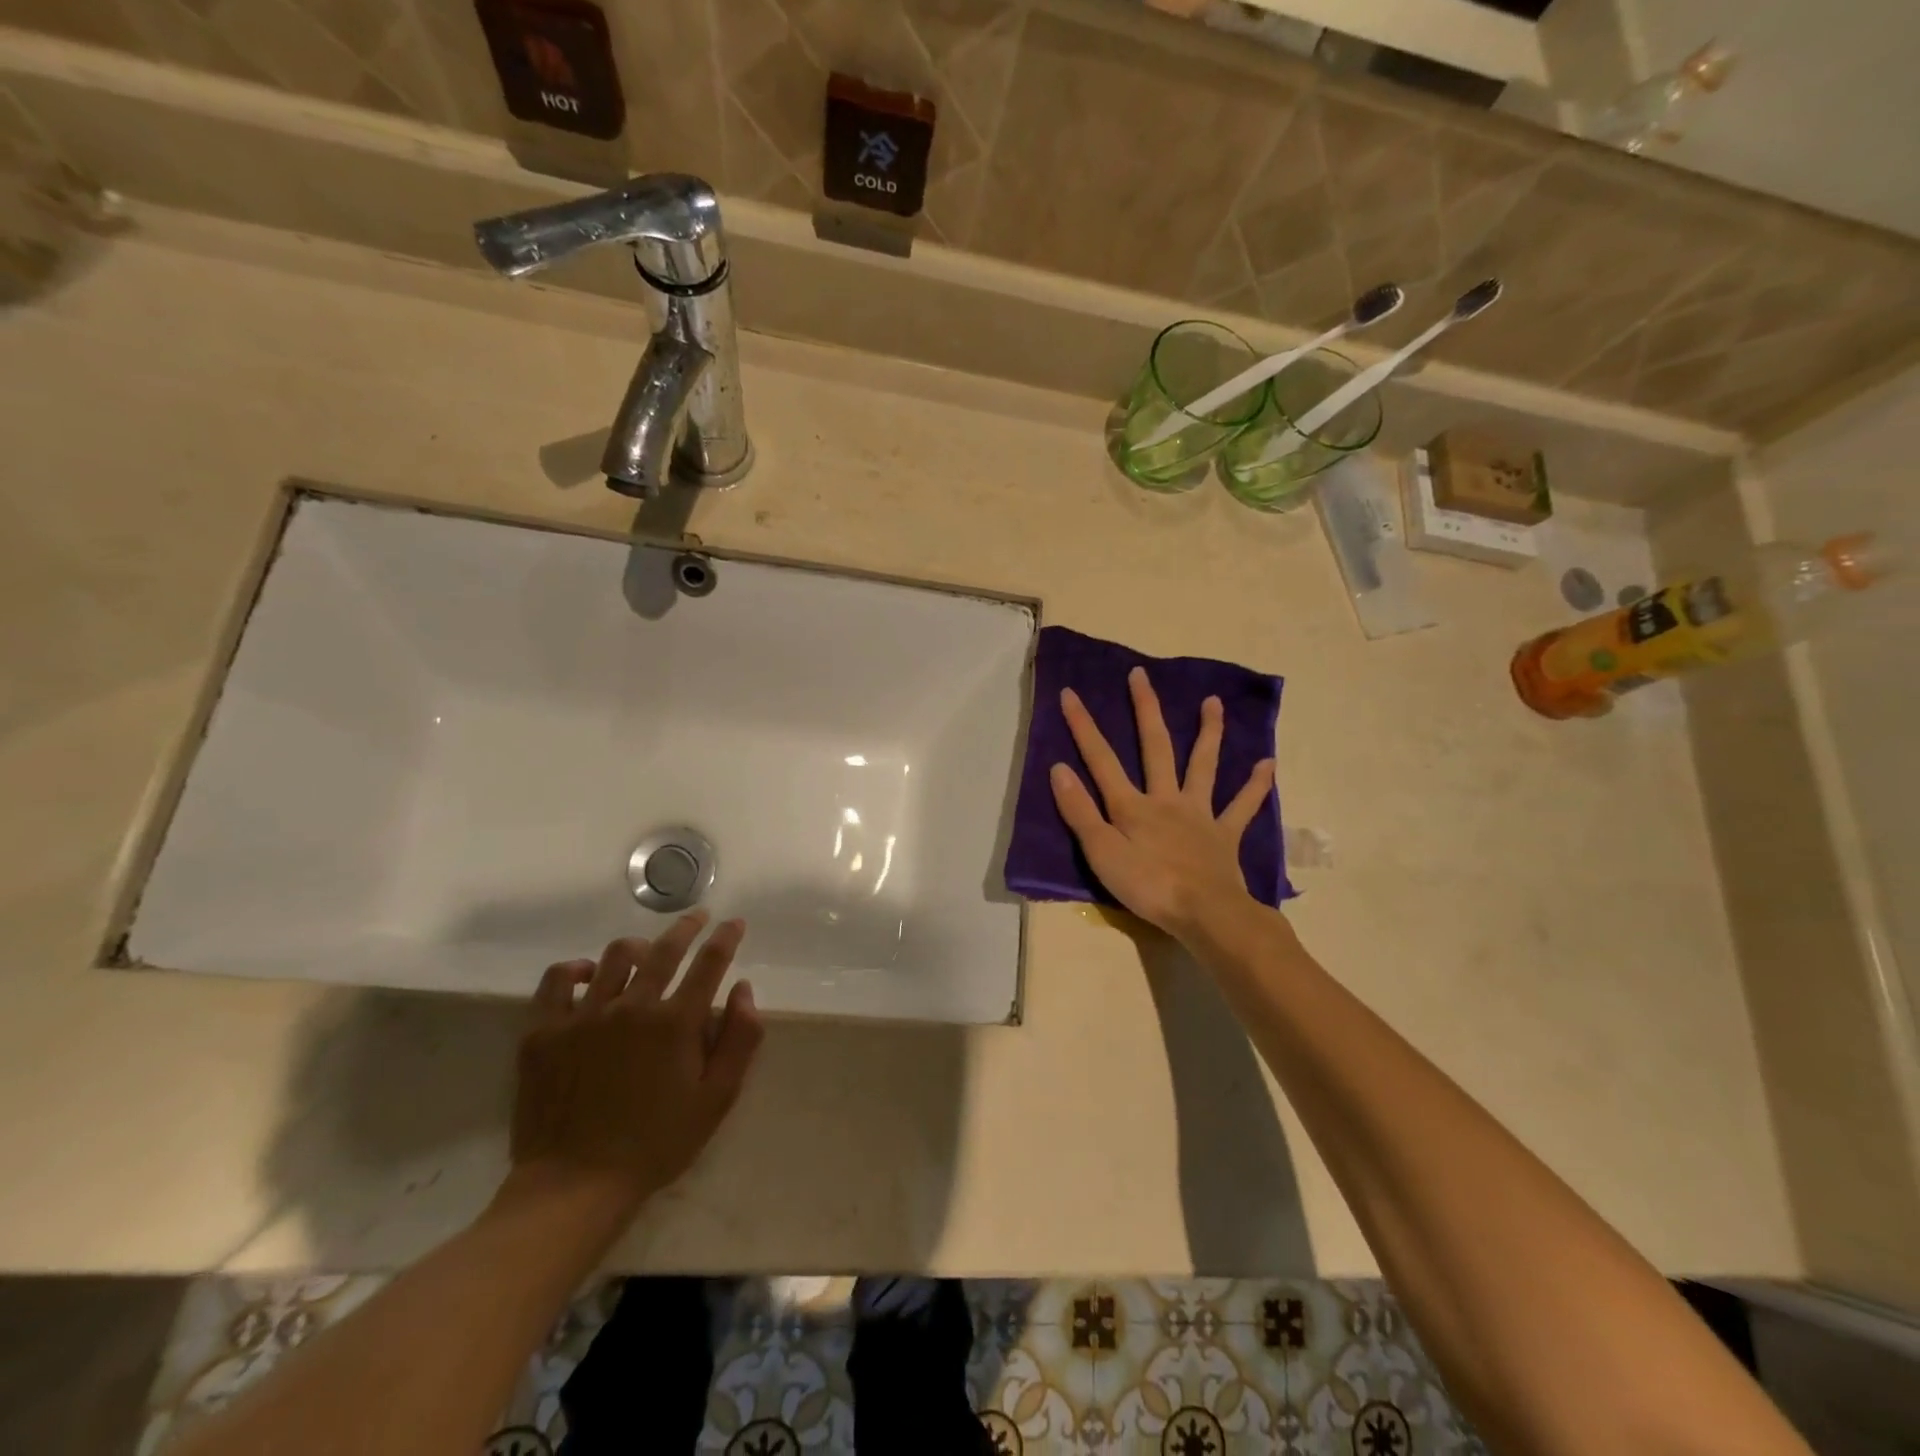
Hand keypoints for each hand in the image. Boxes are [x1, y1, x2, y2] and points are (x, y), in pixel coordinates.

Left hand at [508, 912, 763, 1215]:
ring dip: (639, 946)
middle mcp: (631, 1006)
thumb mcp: (717, 1098)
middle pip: (665, 949)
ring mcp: (583, 1016)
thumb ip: (740, 1039)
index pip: (710, 962)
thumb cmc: (657, 1143)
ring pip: (615, 956)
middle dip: (687, 927)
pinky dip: (576, 969)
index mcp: (675, 1022)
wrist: (575, 1186)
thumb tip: (743, 989)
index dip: (726, 937)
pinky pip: (557, 981)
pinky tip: (588, 974)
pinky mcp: (543, 1032)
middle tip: (698, 919)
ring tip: (647, 951)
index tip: (734, 923)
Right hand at [1050, 666, 1274, 939]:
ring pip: (1203, 765)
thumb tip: (1059, 768)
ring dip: (1208, 732)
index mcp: (1132, 805)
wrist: (1205, 913)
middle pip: (1155, 746)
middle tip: (1141, 675)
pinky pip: (1242, 805)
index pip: (1101, 759)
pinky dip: (1256, 785)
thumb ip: (1080, 811)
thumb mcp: (1101, 853)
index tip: (1070, 693)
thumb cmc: (1147, 886)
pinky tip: (1268, 763)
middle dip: (1145, 709)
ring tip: (1213, 702)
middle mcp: (1166, 799)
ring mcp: (1199, 814)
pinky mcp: (1224, 834)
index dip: (1083, 727)